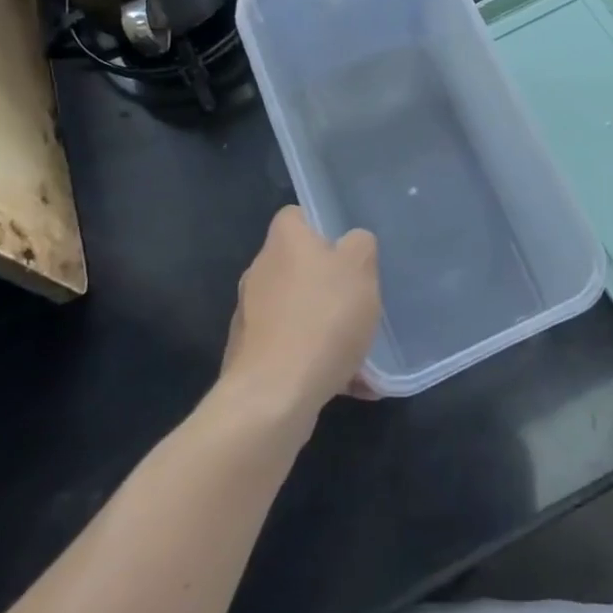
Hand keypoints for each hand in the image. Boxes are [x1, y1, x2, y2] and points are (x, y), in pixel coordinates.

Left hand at [220, 206, 380, 427]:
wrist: (274, 396)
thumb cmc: (322, 318)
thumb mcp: (360, 267)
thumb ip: (360, 245)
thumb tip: (351, 244)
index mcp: (283, 241)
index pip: (296, 216)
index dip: (322, 226)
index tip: (348, 248)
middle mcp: (259, 272)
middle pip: (298, 266)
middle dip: (329, 284)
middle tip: (361, 300)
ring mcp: (251, 318)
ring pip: (298, 312)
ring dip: (326, 328)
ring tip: (362, 353)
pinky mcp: (250, 358)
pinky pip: (293, 350)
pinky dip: (317, 361)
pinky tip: (350, 383)